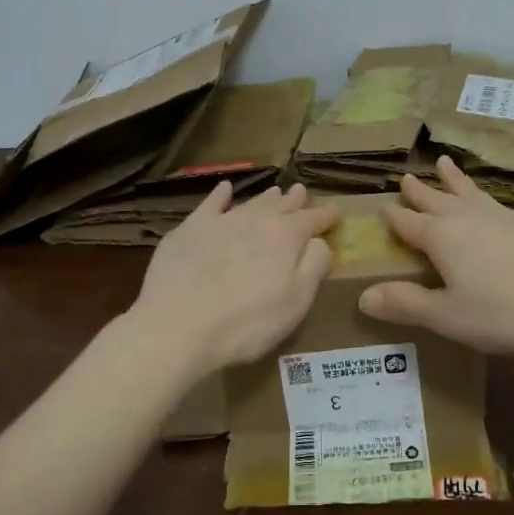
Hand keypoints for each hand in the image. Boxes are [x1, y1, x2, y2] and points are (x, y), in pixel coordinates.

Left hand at [131, 182, 336, 374]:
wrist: (178, 326)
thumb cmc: (248, 323)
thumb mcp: (297, 301)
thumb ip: (314, 266)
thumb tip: (319, 241)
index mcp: (286, 236)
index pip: (312, 220)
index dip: (325, 216)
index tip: (335, 212)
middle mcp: (256, 220)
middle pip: (280, 206)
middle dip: (294, 201)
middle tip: (302, 192)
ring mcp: (221, 221)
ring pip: (250, 203)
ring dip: (265, 198)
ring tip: (275, 191)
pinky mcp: (190, 229)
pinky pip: (210, 204)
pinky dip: (220, 195)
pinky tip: (224, 189)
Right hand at [359, 156, 513, 354]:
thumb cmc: (503, 311)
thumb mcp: (447, 316)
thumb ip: (406, 303)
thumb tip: (363, 296)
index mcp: (442, 237)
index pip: (409, 223)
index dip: (395, 216)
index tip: (383, 206)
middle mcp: (469, 218)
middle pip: (438, 200)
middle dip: (421, 190)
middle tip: (407, 175)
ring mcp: (503, 217)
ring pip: (470, 193)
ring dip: (454, 180)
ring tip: (446, 163)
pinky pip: (497, 203)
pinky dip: (485, 197)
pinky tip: (492, 204)